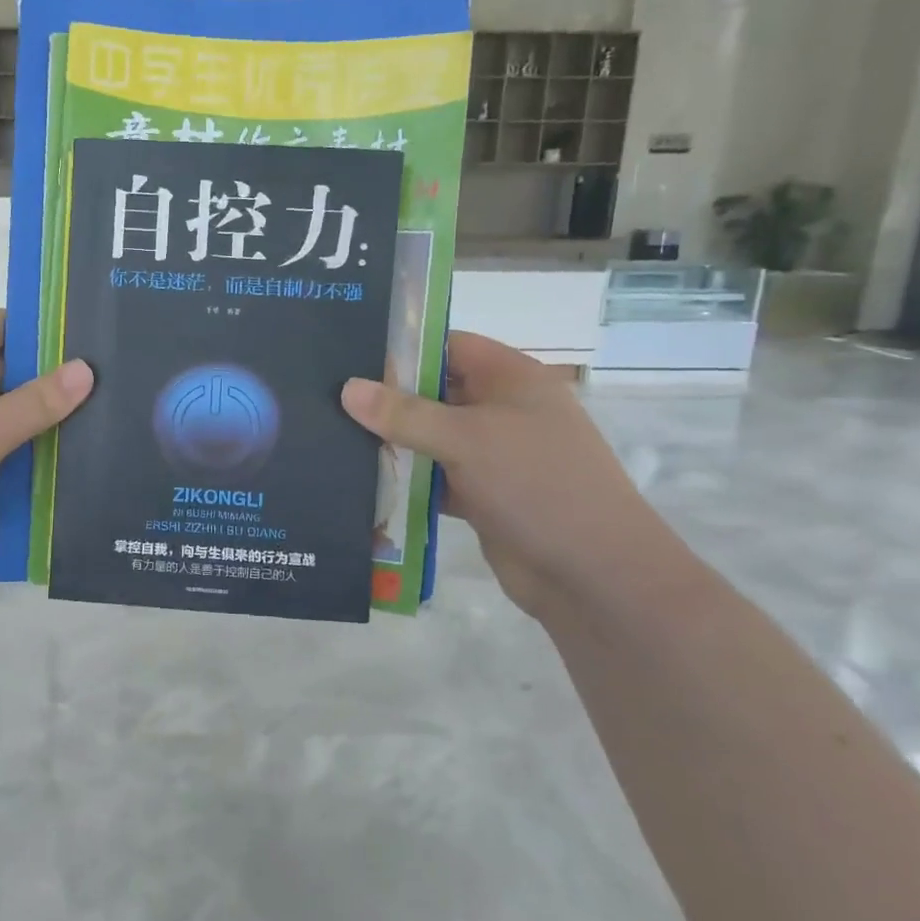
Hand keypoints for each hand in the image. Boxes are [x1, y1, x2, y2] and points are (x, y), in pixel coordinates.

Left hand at [0, 308, 91, 601]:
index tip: (86, 341)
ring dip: (38, 417)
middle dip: (48, 376)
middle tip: (105, 387)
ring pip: (1, 410)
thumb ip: (36, 401)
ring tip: (95, 422)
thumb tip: (86, 369)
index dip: (38, 327)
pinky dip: (21, 450)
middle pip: (3, 366)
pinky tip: (61, 462)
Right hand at [341, 333, 691, 621]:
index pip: (448, 346)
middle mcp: (502, 410)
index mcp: (511, 379)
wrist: (592, 574)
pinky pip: (436, 477)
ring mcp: (494, 455)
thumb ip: (404, 413)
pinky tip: (363, 482)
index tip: (348, 358)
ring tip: (334, 438)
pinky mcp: (483, 495)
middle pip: (435, 392)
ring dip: (394, 443)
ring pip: (432, 438)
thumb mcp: (466, 439)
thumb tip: (347, 388)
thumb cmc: (536, 484)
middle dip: (388, 399)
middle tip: (327, 400)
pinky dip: (408, 480)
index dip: (403, 348)